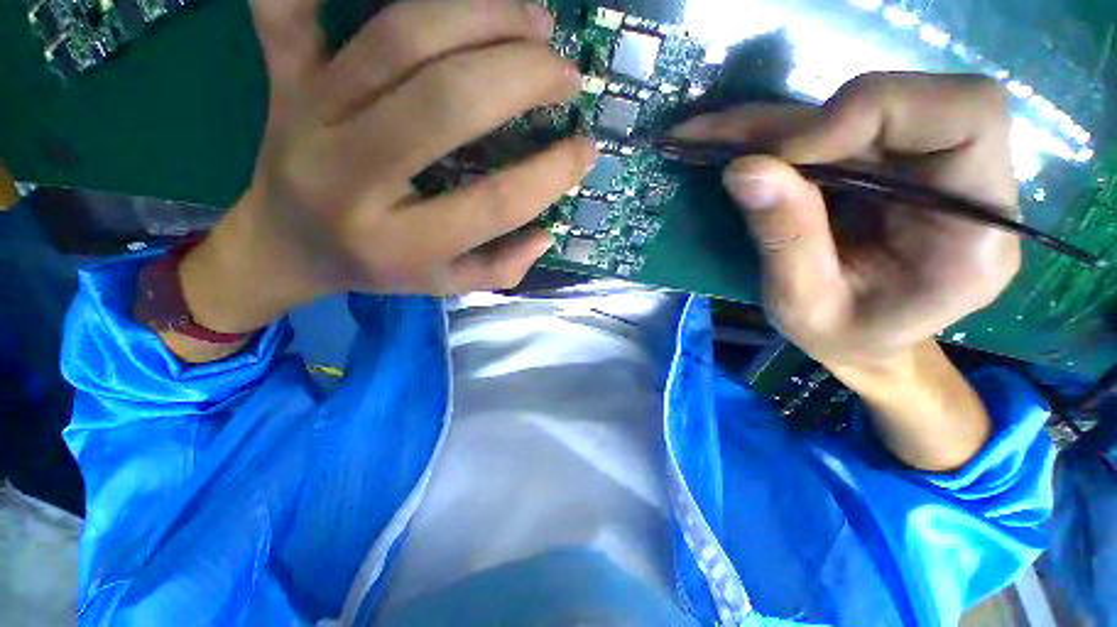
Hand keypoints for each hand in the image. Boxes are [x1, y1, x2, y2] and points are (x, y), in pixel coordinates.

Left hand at [178, 0, 594, 337]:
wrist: (286, 245)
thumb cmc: (375, 268)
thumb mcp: (444, 285)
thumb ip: (500, 268)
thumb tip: (546, 234)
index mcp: (401, 244)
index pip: (493, 204)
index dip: (550, 174)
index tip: (586, 151)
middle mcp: (352, 177)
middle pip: (447, 102)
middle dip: (522, 75)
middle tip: (565, 71)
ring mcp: (311, 114)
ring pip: (401, 37)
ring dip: (482, 16)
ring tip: (534, 21)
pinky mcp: (284, 76)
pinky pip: (287, 5)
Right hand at [675, 73, 1018, 372]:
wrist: (865, 341)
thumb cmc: (846, 338)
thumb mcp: (805, 306)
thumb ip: (785, 240)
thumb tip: (744, 169)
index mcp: (975, 231)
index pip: (967, 116)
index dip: (873, 111)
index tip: (786, 156)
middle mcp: (966, 182)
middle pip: (901, 100)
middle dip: (802, 121)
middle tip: (725, 147)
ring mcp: (925, 166)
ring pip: (854, 107)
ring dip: (775, 124)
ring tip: (708, 140)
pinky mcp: (887, 162)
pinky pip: (832, 127)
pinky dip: (775, 133)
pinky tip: (730, 146)